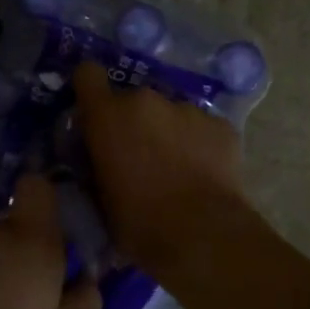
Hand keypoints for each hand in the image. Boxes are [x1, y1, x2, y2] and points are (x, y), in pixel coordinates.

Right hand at [71, 61, 247, 276]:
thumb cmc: (138, 222)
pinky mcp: (221, 124)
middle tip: (139, 155)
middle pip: (133, 100)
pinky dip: (200, 144)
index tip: (94, 110)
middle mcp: (146, 100)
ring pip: (170, 113)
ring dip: (168, 132)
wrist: (201, 234)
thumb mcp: (99, 197)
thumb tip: (99, 160)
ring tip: (176, 167)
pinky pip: (202, 128)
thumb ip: (95, 165)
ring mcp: (187, 108)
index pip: (88, 74)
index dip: (90, 89)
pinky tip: (204, 173)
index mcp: (108, 116)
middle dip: (134, 121)